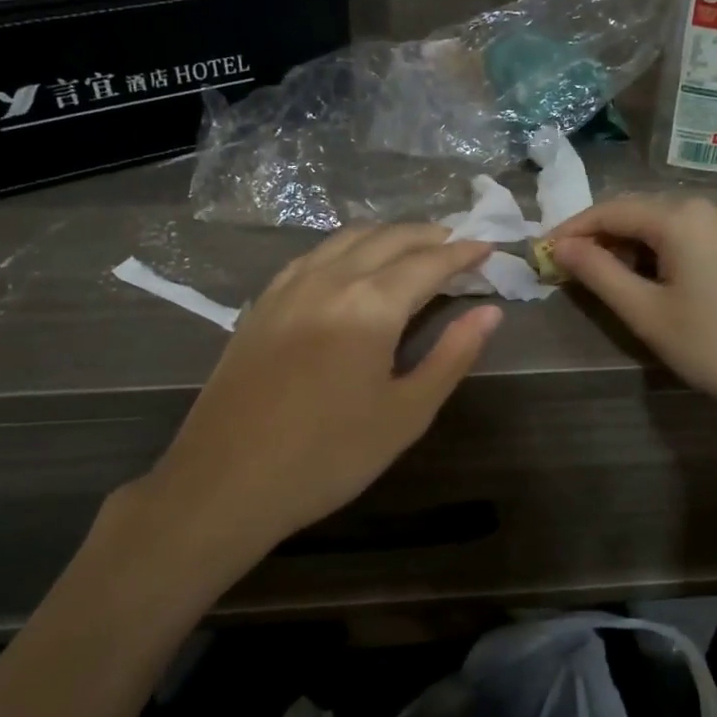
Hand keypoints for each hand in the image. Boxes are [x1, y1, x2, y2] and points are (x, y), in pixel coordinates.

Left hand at [130, 225, 501, 565]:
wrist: (227, 481)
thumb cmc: (328, 456)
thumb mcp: (406, 413)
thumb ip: (451, 356)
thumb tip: (489, 313)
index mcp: (370, 305)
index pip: (428, 262)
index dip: (463, 252)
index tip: (489, 247)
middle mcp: (329, 280)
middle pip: (387, 238)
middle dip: (428, 235)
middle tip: (458, 244)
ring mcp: (288, 287)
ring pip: (346, 239)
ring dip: (387, 236)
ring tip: (412, 249)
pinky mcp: (262, 304)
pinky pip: (313, 256)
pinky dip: (346, 249)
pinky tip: (352, 267)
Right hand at [551, 196, 716, 440]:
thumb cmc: (714, 346)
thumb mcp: (646, 312)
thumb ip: (598, 273)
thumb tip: (560, 247)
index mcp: (681, 216)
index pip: (611, 210)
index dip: (572, 230)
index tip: (542, 252)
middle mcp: (708, 206)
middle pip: (637, 212)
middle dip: (599, 237)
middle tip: (566, 268)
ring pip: (662, 225)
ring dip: (628, 246)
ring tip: (601, 278)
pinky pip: (688, 237)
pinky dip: (658, 252)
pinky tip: (647, 279)